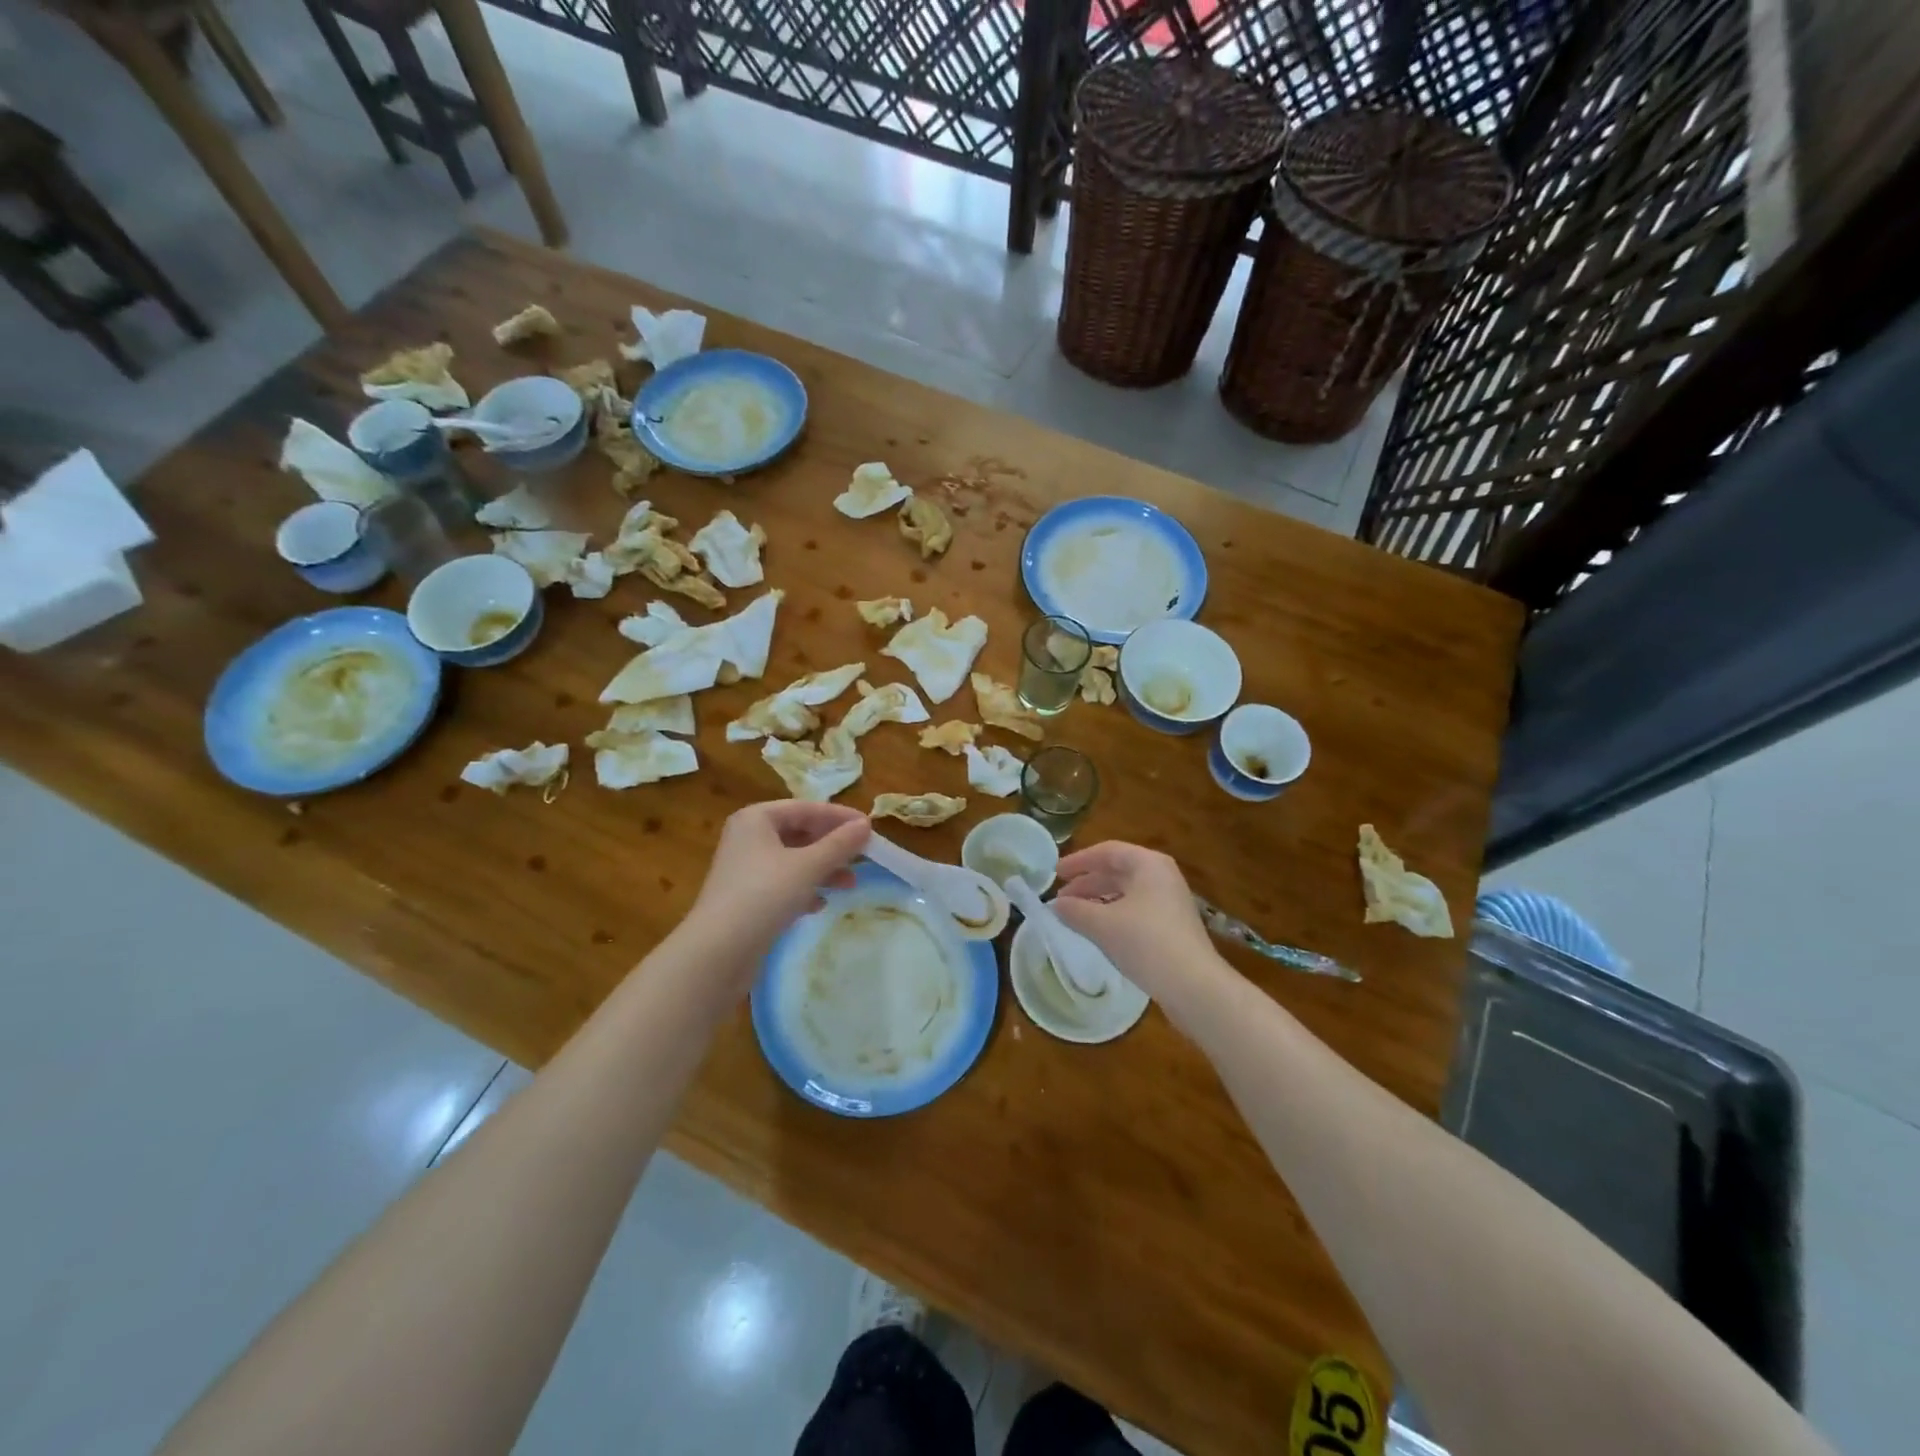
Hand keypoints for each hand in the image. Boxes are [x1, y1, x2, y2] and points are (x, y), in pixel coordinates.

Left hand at [687, 800, 871, 960]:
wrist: (718, 952)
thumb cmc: (764, 895)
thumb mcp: (808, 866)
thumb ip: (840, 844)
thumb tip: (866, 824)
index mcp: (756, 819)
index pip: (805, 808)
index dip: (839, 816)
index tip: (869, 827)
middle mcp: (748, 838)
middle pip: (799, 833)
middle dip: (832, 846)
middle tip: (863, 857)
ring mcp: (745, 869)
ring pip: (793, 860)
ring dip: (823, 869)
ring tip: (849, 885)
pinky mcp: (746, 898)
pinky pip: (782, 884)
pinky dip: (804, 889)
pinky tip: (819, 905)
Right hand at [1052, 841, 1226, 1015]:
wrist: (1194, 986)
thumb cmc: (1146, 943)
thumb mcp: (1102, 924)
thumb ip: (1075, 910)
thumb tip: (1055, 905)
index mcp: (1148, 864)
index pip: (1107, 851)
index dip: (1078, 861)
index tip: (1054, 874)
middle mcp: (1162, 876)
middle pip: (1117, 871)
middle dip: (1086, 883)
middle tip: (1061, 899)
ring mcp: (1170, 901)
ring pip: (1126, 892)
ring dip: (1098, 901)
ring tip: (1074, 916)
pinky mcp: (1172, 925)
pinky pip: (1136, 910)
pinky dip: (1113, 915)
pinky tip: (1098, 931)